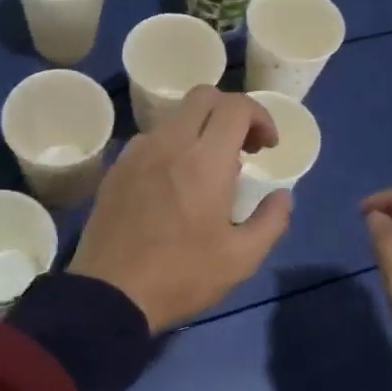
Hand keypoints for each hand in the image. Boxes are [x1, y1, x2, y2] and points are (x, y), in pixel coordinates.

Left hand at [70, 87, 292, 331]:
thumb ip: (272, 220)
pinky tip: (174, 184)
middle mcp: (170, 143)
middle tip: (243, 150)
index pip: (237, 107)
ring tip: (209, 170)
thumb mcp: (242, 259)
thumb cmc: (182, 276)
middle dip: (232, 112)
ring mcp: (137, 153)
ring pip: (175, 116)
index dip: (261, 117)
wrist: (109, 294)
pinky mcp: (116, 169)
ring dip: (201, 129)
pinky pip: (151, 139)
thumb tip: (282, 195)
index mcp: (205, 160)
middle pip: (205, 96)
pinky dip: (173, 146)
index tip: (267, 148)